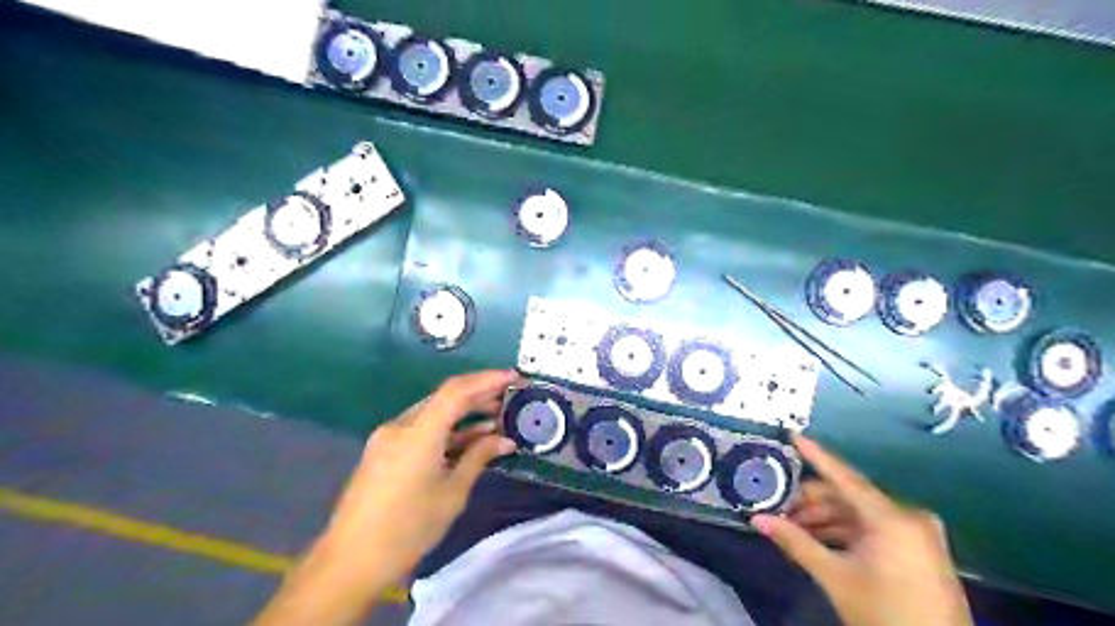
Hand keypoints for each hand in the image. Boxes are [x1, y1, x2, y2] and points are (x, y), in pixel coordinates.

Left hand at [258, 367, 521, 624]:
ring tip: (496, 420)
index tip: (514, 377)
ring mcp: (388, 438)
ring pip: (433, 413)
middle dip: (479, 395)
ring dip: (463, 415)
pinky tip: (468, 440)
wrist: (350, 563)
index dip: (487, 380)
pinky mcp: (383, 452)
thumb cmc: (408, 529)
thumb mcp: (451, 494)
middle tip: (510, 399)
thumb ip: (478, 458)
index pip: (456, 391)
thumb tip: (504, 440)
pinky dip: (446, 431)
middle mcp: (401, 426)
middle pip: (444, 398)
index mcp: (418, 433)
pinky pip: (421, 430)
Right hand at [754, 434, 972, 625]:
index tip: (792, 434)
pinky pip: (874, 528)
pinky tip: (818, 539)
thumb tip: (758, 519)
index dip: (815, 454)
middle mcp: (907, 516)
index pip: (844, 476)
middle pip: (849, 496)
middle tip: (779, 506)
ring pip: (859, 513)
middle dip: (812, 501)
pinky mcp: (917, 548)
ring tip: (792, 526)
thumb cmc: (885, 614)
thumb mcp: (835, 577)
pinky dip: (845, 530)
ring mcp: (916, 532)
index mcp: (891, 517)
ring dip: (826, 518)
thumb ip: (796, 542)